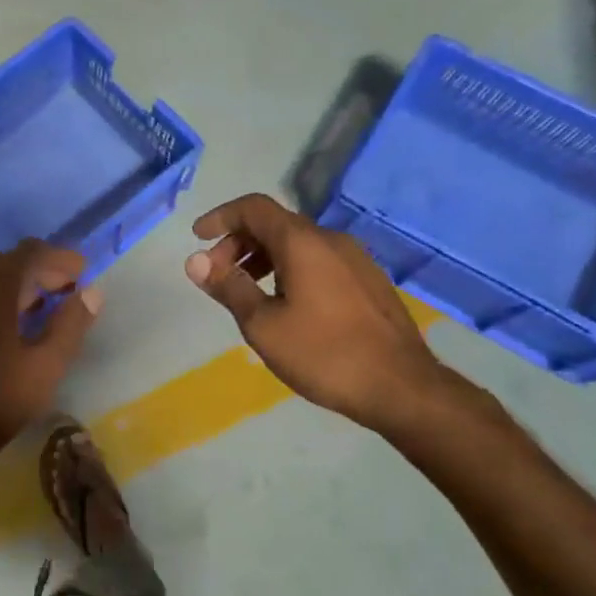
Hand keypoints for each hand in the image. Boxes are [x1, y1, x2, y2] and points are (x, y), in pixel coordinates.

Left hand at [0, 241, 100, 483]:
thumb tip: (91, 293)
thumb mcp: (45, 369)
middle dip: (35, 274)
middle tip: (62, 291)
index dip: (57, 258)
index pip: (26, 254)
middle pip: (0, 267)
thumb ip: (70, 325)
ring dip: (8, 292)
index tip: (80, 272)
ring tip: (33, 312)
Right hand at [184, 193, 446, 433]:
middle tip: (218, 277)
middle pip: (275, 224)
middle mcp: (330, 240)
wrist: (401, 386)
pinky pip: (318, 261)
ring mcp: (355, 259)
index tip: (198, 238)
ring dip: (264, 258)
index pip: (253, 208)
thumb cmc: (323, 354)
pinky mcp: (368, 281)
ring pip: (298, 244)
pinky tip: (285, 305)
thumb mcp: (262, 325)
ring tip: (247, 293)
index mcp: (302, 242)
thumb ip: (228, 287)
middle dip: (239, 243)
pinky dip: (289, 269)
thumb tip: (195, 261)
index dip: (221, 217)